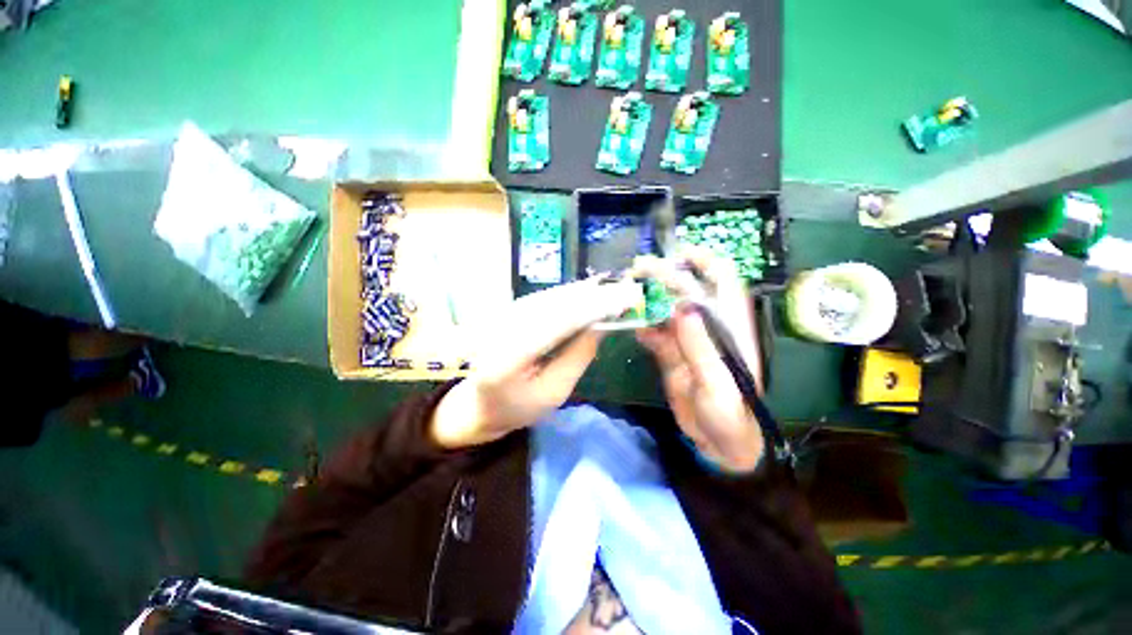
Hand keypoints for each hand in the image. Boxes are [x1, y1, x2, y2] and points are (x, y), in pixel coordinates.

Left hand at [431, 278, 642, 448]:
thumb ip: (578, 356)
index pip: (558, 322)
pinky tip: (589, 291)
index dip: (593, 307)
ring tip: (615, 288)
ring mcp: (502, 316)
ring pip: (551, 296)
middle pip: (555, 303)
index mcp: (509, 356)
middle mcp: (502, 327)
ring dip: (583, 292)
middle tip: (627, 290)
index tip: (624, 300)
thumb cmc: (519, 407)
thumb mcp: (555, 392)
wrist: (480, 402)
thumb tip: (603, 324)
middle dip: (593, 295)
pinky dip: (569, 295)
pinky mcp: (508, 312)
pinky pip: (544, 299)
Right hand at [633, 247, 764, 472]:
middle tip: (638, 270)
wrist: (718, 443)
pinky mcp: (672, 354)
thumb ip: (702, 348)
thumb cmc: (730, 416)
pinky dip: (644, 327)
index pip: (723, 283)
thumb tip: (684, 308)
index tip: (680, 254)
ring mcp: (688, 340)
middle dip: (665, 277)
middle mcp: (708, 327)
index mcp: (730, 328)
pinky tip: (633, 326)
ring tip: (627, 294)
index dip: (706, 263)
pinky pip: (655, 333)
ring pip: (667, 310)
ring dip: (649, 300)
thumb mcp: (718, 385)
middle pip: (687, 291)